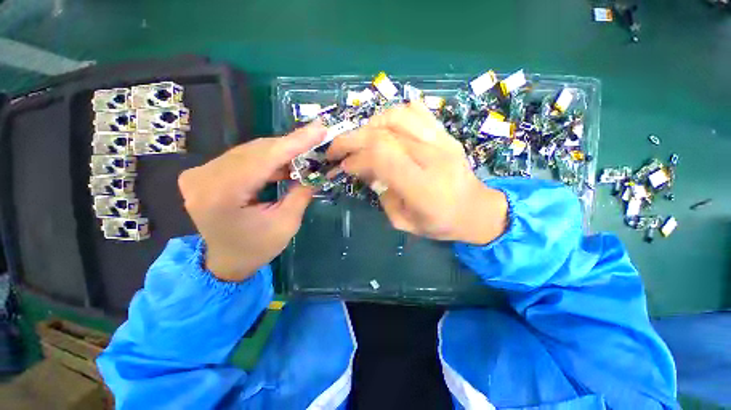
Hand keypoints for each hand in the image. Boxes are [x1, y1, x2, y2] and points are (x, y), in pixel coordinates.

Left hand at [178, 123, 325, 281]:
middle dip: (289, 146)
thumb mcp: (286, 223)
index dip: (294, 143)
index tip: (319, 129)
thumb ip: (300, 193)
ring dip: (280, 152)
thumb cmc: (257, 248)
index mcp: (221, 195)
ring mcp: (199, 174)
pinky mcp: (204, 173)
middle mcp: (203, 178)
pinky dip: (266, 159)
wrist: (226, 262)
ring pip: (250, 151)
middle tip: (316, 140)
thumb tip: (314, 170)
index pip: (264, 158)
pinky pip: (243, 158)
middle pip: (256, 151)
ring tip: (304, 154)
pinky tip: (284, 164)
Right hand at [327, 102, 507, 244]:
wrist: (475, 209)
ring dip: (370, 125)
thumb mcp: (403, 222)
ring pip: (398, 116)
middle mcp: (433, 158)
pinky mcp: (445, 134)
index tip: (343, 166)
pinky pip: (417, 111)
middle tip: (336, 148)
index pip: (381, 156)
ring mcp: (442, 141)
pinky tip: (384, 129)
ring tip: (360, 139)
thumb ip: (381, 195)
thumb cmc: (440, 223)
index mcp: (423, 187)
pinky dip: (393, 115)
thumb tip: (366, 171)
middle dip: (352, 138)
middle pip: (385, 133)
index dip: (355, 158)